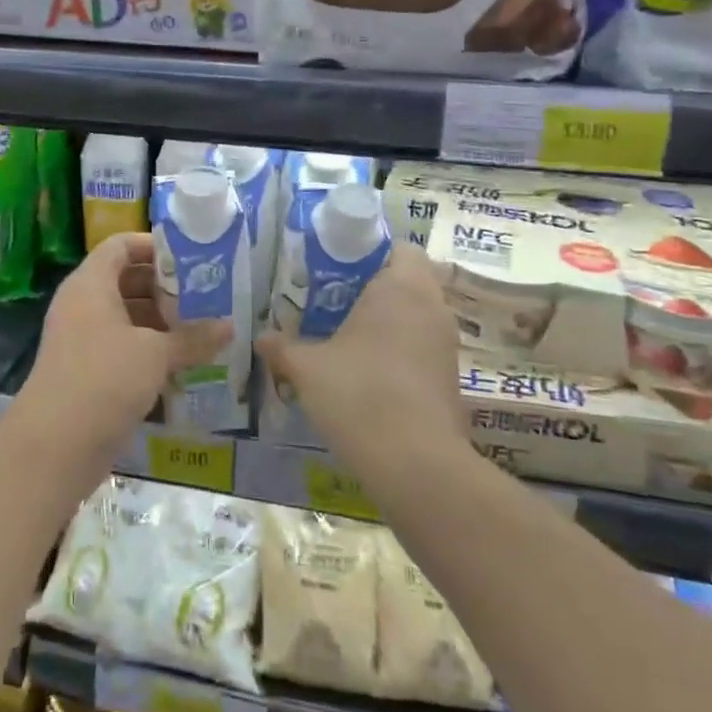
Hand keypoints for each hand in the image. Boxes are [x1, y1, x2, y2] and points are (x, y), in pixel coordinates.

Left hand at [13, 233, 230, 479]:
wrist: (54, 446)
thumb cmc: (104, 380)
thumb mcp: (155, 354)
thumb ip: (193, 338)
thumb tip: (229, 327)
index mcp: (91, 284)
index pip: (121, 245)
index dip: (154, 245)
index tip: (191, 257)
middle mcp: (83, 305)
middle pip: (127, 281)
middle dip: (166, 287)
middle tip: (207, 294)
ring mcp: (83, 340)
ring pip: (127, 317)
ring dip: (162, 322)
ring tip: (204, 328)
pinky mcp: (88, 372)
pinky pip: (124, 348)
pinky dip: (151, 350)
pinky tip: (184, 362)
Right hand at [256, 245, 466, 493]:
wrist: (416, 463)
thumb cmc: (359, 395)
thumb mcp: (308, 369)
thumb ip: (282, 348)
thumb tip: (260, 337)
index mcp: (401, 287)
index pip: (401, 248)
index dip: (373, 254)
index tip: (341, 271)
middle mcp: (432, 306)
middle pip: (411, 280)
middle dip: (378, 288)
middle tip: (338, 304)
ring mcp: (447, 343)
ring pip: (419, 315)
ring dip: (392, 321)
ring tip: (350, 339)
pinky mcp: (451, 376)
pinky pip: (425, 347)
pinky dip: (403, 351)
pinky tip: (371, 374)